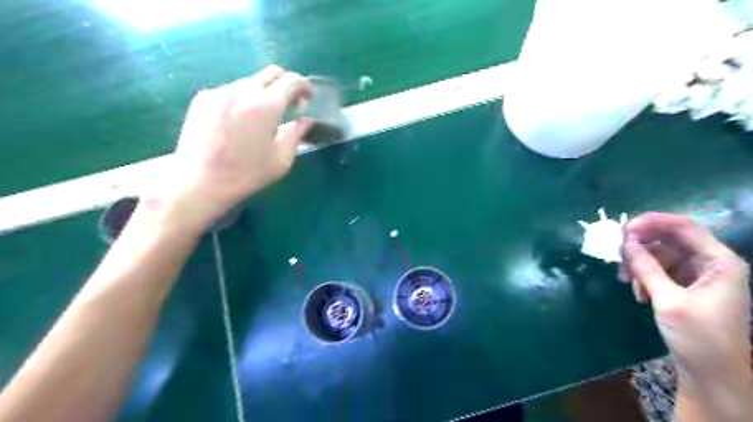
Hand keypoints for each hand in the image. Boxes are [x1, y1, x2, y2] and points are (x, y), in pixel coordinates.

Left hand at [151, 64, 310, 231]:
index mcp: (266, 106)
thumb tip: (305, 121)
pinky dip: (244, 99)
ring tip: (264, 116)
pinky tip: (241, 121)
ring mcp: (220, 92)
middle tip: (291, 102)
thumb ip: (296, 135)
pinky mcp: (203, 98)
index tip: (308, 99)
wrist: (199, 182)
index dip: (305, 86)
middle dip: (286, 83)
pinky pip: (232, 90)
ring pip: (250, 81)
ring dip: (265, 92)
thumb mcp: (281, 160)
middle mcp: (243, 91)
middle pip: (271, 73)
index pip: (291, 81)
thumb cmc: (246, 174)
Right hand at [622, 214, 749, 384]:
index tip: (623, 230)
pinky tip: (638, 293)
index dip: (652, 222)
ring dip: (640, 264)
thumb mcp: (668, 300)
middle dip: (641, 247)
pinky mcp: (687, 286)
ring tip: (626, 281)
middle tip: (618, 256)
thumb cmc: (699, 337)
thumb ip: (646, 267)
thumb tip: (625, 242)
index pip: (684, 226)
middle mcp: (711, 263)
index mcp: (720, 262)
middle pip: (669, 239)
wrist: (712, 375)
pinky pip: (660, 270)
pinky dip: (645, 277)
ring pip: (661, 255)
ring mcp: (699, 275)